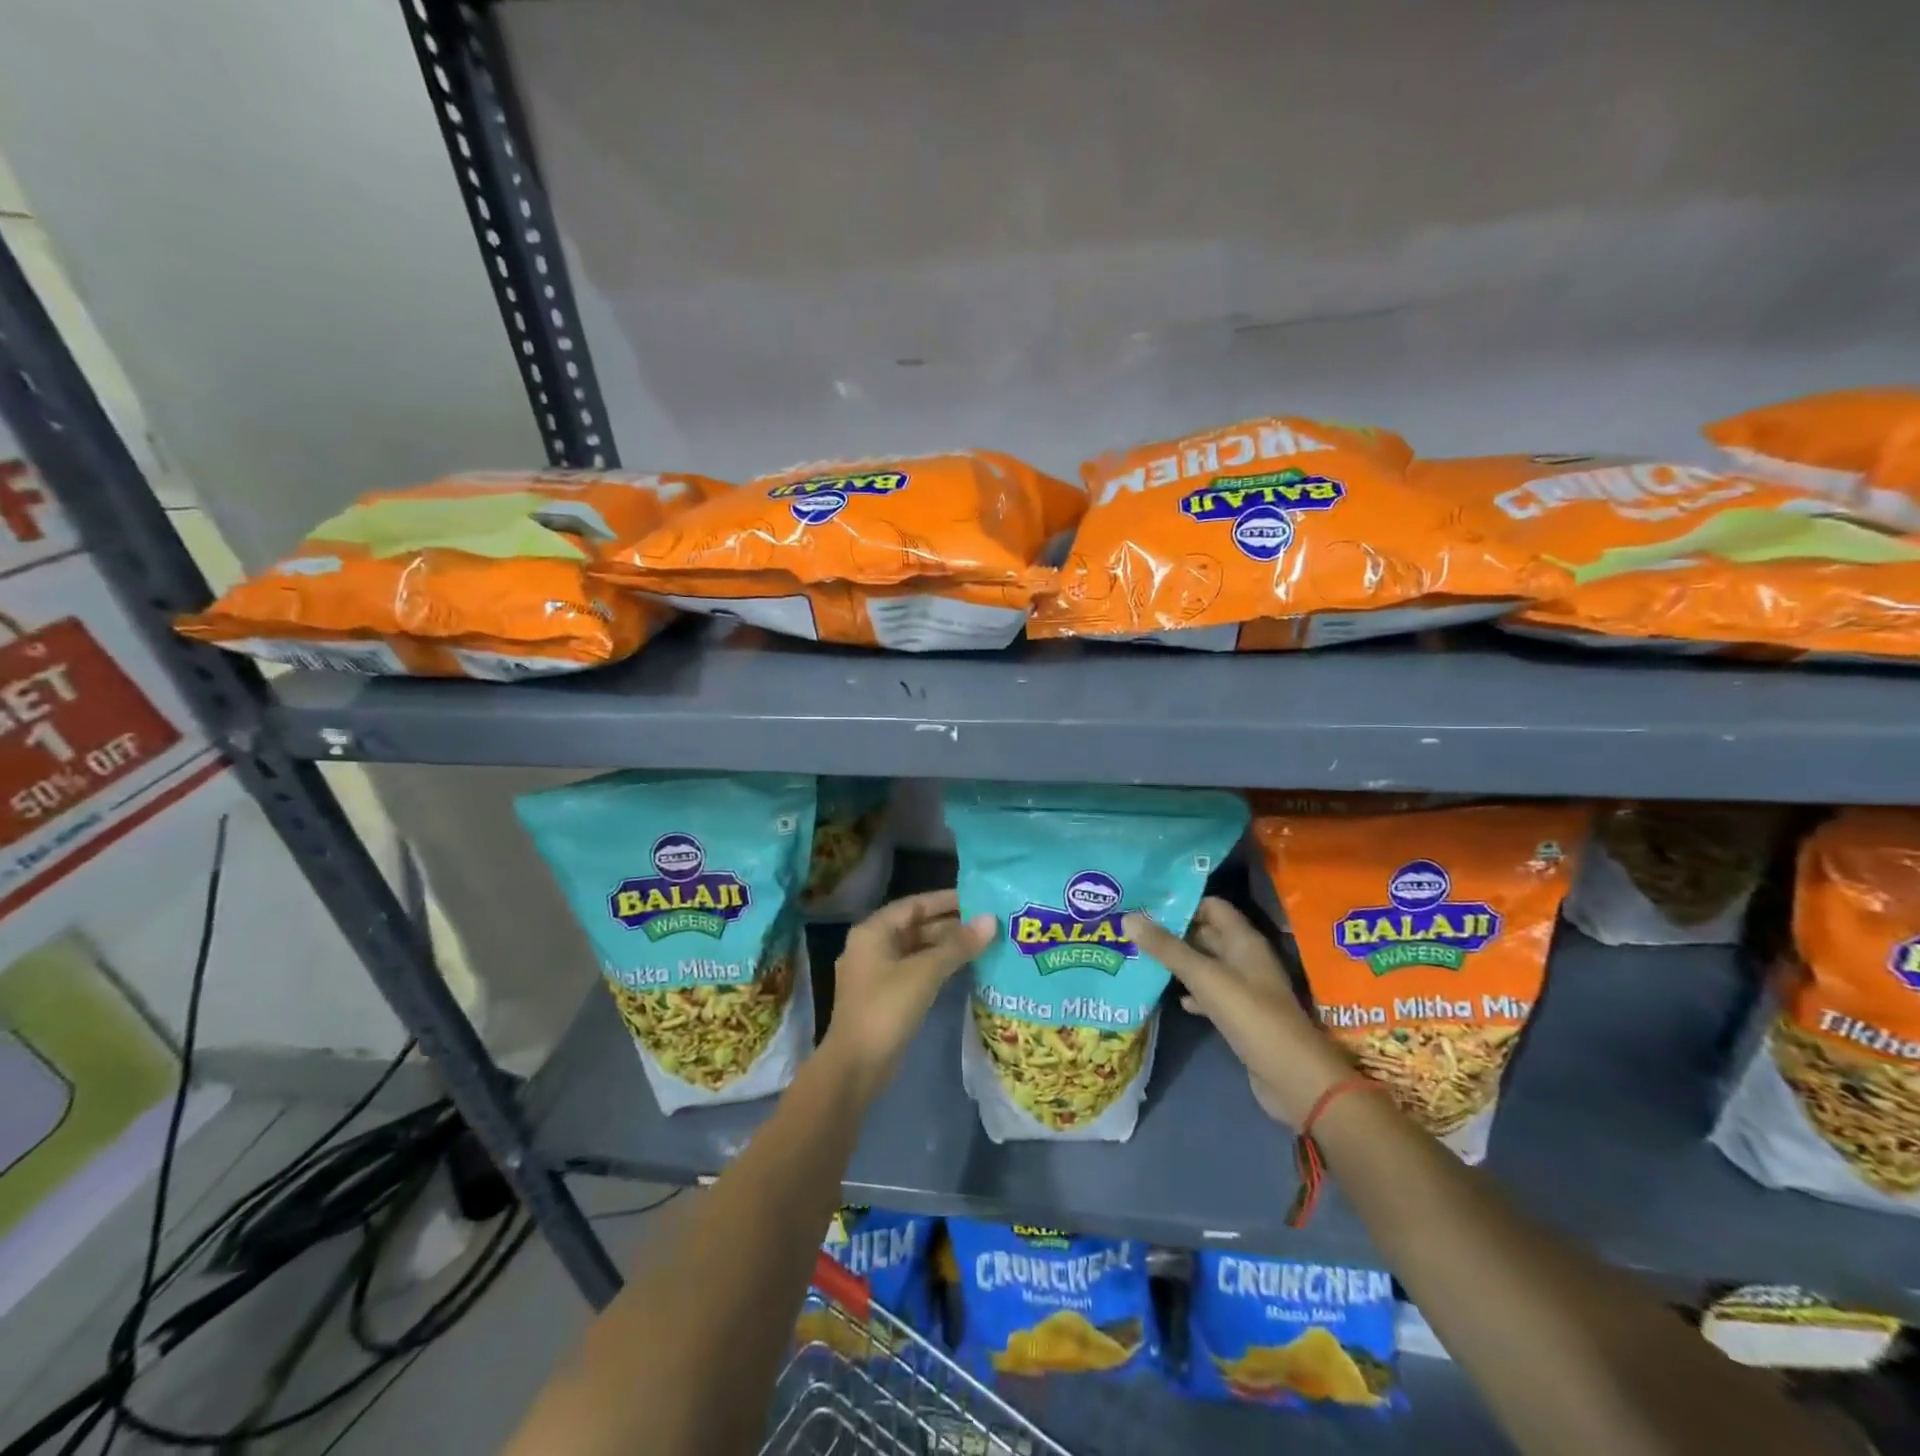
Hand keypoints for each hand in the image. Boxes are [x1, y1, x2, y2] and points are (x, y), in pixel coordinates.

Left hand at [825, 889, 994, 1090]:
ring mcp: (876, 974)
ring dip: (945, 947)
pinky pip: (914, 971)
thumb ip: (958, 945)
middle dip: (948, 925)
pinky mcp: (884, 997)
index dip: (944, 901)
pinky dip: (936, 967)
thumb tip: (991, 920)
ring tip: (981, 944)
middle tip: (986, 924)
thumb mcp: (925, 973)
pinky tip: (962, 969)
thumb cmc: (886, 1009)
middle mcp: (871, 946)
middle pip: (914, 927)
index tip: (976, 899)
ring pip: (915, 950)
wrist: (855, 1066)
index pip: (913, 905)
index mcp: (872, 932)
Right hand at [1124, 897, 1349, 1128]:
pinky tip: (1168, 997)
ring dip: (1177, 961)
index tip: (1147, 902)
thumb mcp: (1206, 978)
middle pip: (1206, 933)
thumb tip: (1129, 918)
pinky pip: (1209, 993)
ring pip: (1205, 964)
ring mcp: (1244, 988)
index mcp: (1244, 940)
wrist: (1294, 1079)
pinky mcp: (1239, 1015)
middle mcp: (1244, 958)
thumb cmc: (1252, 1017)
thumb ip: (1168, 949)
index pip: (1211, 906)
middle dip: (1172, 931)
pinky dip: (1189, 992)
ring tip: (1139, 957)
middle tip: (1133, 928)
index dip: (1182, 902)